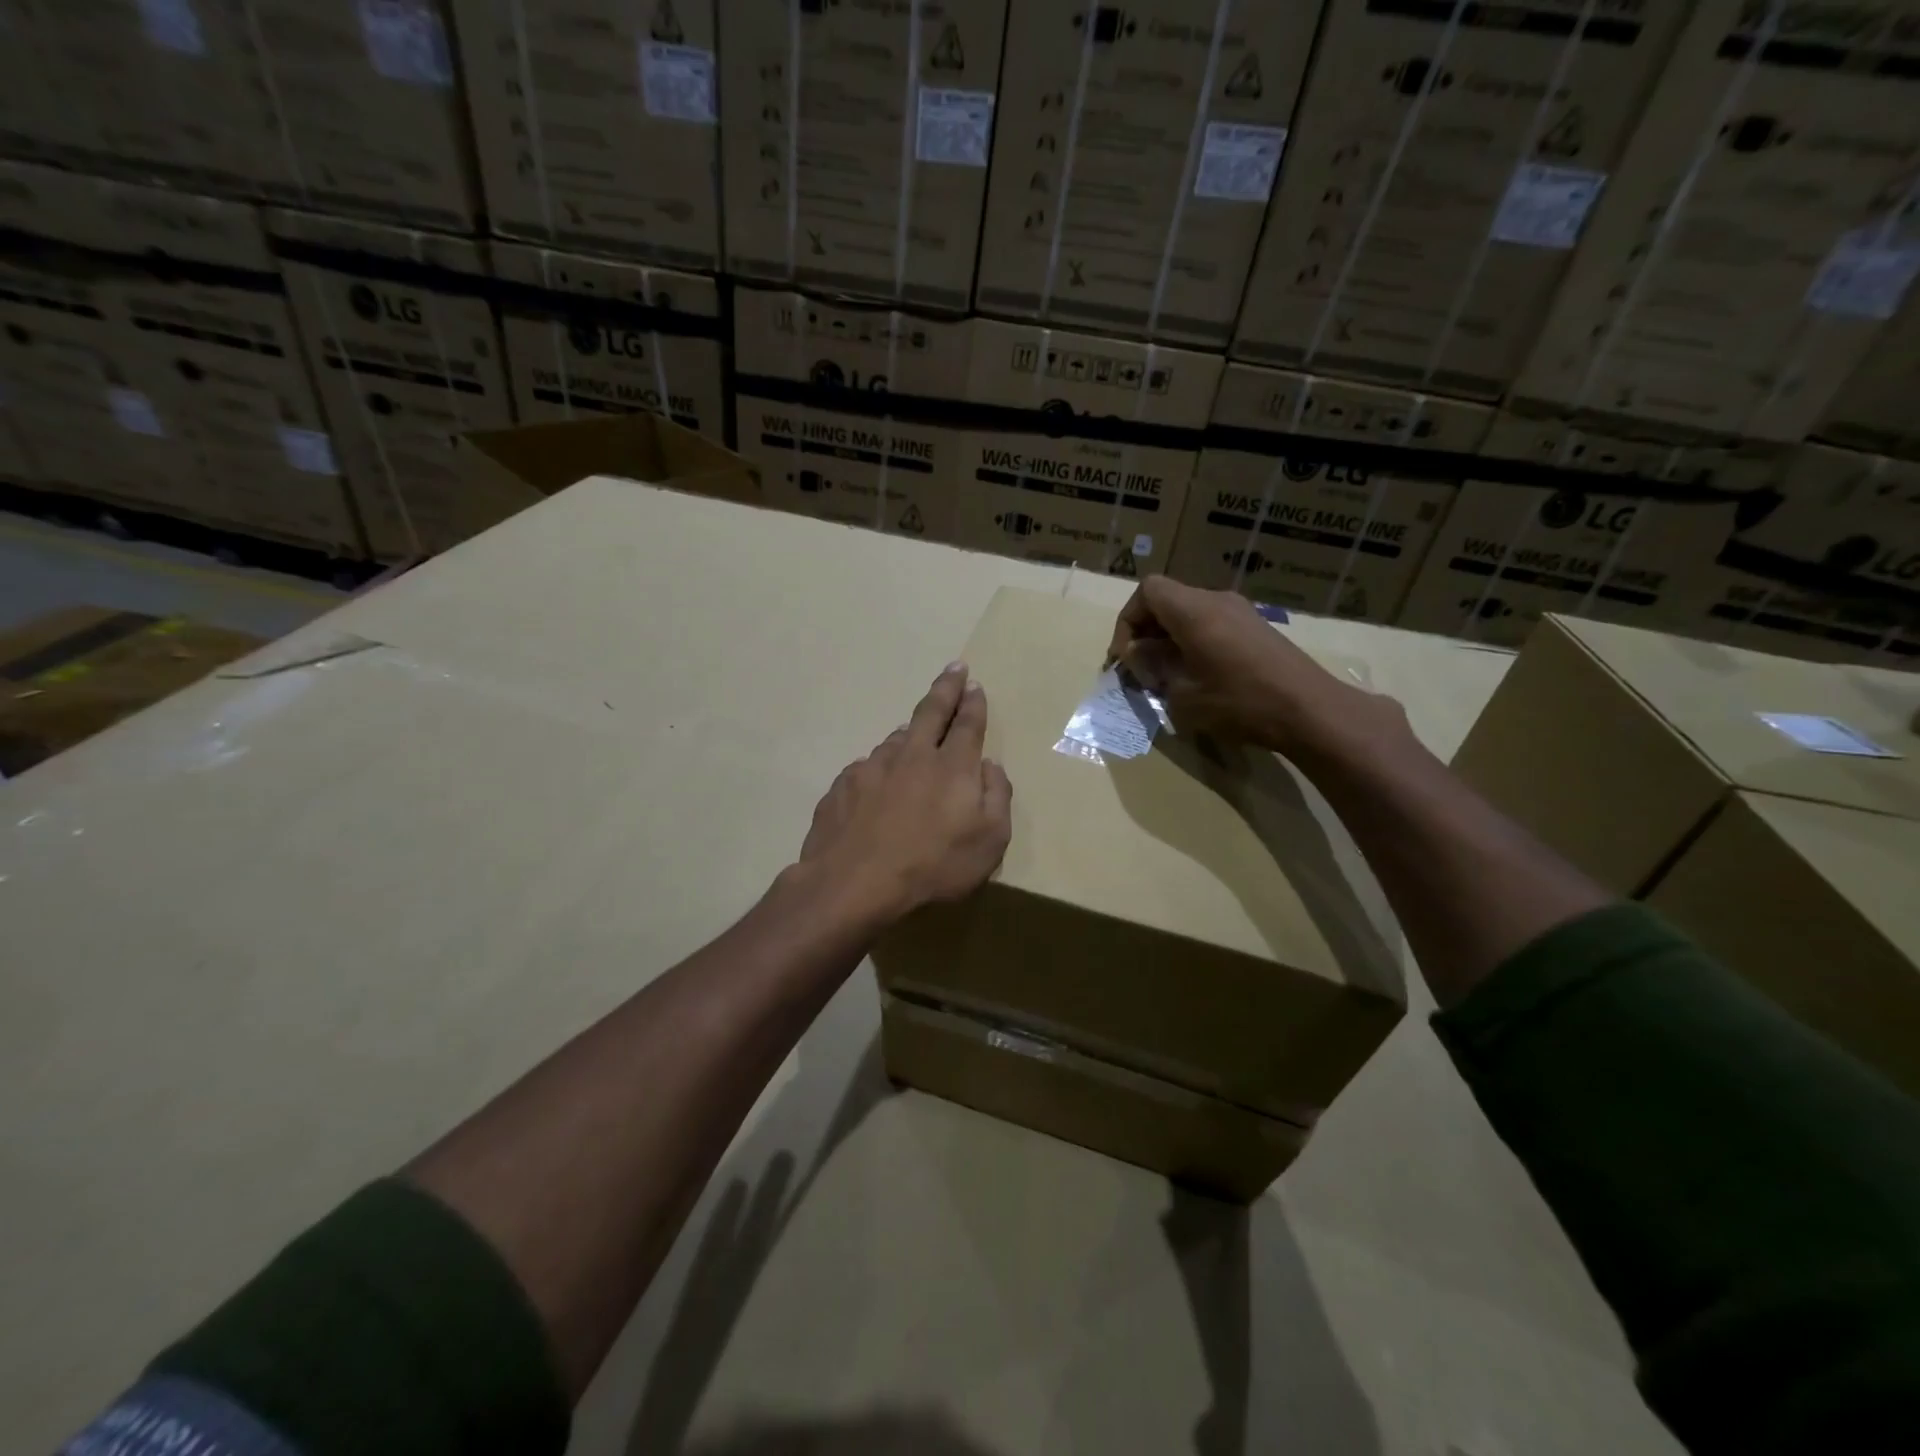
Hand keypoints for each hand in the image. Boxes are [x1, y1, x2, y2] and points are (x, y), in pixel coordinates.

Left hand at [799, 662, 1012, 921]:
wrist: (853, 883)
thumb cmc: (933, 866)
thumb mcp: (989, 842)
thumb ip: (997, 797)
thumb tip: (990, 767)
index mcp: (952, 766)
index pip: (967, 724)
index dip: (973, 702)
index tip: (973, 683)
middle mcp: (912, 755)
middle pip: (931, 712)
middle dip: (945, 688)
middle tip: (954, 669)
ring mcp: (872, 767)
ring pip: (895, 740)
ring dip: (909, 733)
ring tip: (913, 734)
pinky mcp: (843, 785)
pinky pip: (867, 769)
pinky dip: (878, 770)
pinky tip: (876, 787)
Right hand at [1107, 576, 1412, 761]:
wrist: (1310, 711)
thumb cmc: (1240, 703)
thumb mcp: (1182, 695)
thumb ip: (1153, 668)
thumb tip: (1138, 655)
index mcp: (1194, 611)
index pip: (1147, 591)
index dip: (1128, 620)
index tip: (1127, 657)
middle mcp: (1217, 601)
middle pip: (1167, 600)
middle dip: (1146, 632)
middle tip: (1141, 671)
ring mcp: (1240, 612)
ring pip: (1188, 613)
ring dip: (1169, 640)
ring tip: (1166, 678)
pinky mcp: (1256, 629)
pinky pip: (1210, 624)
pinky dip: (1192, 642)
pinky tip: (1197, 677)